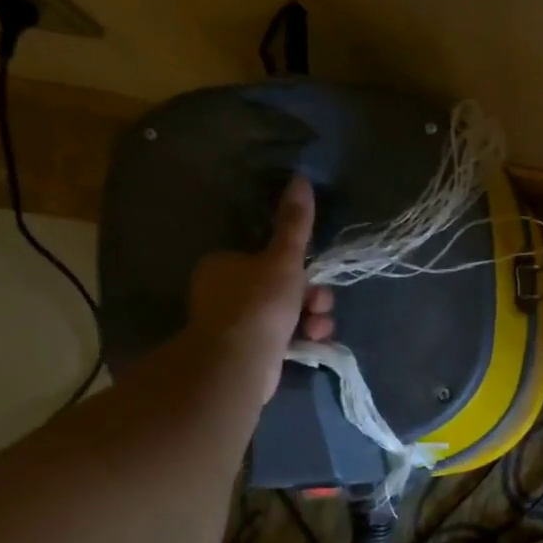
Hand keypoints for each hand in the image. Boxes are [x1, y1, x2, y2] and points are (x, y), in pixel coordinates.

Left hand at [186, 175, 335, 396]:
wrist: (239, 363)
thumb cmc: (259, 304)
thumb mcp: (284, 259)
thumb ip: (295, 223)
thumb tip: (300, 179)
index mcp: (224, 265)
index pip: (267, 258)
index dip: (298, 267)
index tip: (315, 277)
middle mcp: (223, 293)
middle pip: (282, 287)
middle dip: (310, 296)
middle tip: (319, 305)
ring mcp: (233, 325)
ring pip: (287, 313)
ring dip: (312, 318)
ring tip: (319, 329)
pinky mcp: (246, 352)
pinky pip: (283, 337)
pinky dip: (301, 338)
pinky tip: (313, 343)